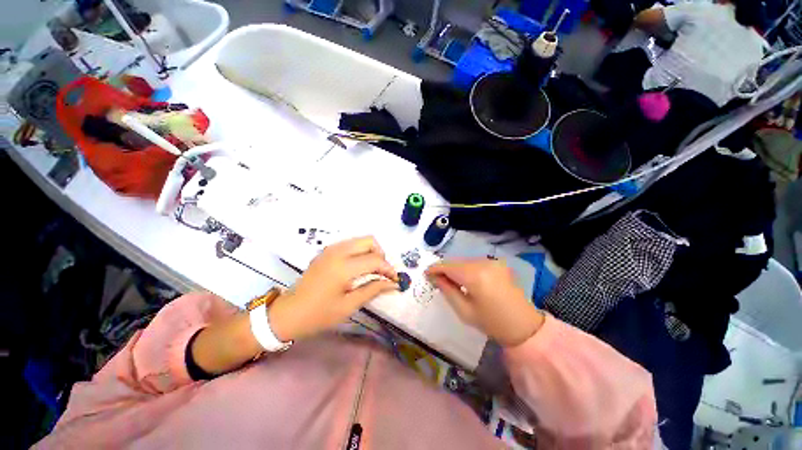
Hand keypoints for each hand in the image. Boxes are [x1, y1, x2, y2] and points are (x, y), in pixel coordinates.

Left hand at [268, 236, 398, 341]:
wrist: (288, 313)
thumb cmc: (319, 314)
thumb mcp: (349, 305)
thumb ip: (373, 290)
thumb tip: (393, 284)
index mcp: (343, 267)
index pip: (375, 260)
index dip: (388, 269)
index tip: (395, 280)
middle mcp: (338, 252)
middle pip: (369, 241)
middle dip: (380, 255)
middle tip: (382, 272)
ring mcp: (331, 249)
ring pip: (360, 240)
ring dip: (371, 252)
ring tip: (372, 270)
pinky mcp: (326, 251)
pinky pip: (350, 244)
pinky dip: (360, 251)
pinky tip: (358, 267)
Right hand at [426, 259, 544, 346]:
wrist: (524, 326)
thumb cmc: (492, 322)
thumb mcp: (464, 311)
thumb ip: (447, 290)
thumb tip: (434, 278)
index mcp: (476, 276)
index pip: (449, 266)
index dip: (435, 269)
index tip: (426, 274)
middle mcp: (484, 263)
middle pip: (456, 262)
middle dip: (444, 269)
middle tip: (435, 280)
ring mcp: (492, 262)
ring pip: (464, 261)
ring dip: (455, 269)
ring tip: (449, 281)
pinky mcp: (497, 263)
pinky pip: (474, 263)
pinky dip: (466, 269)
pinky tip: (464, 279)